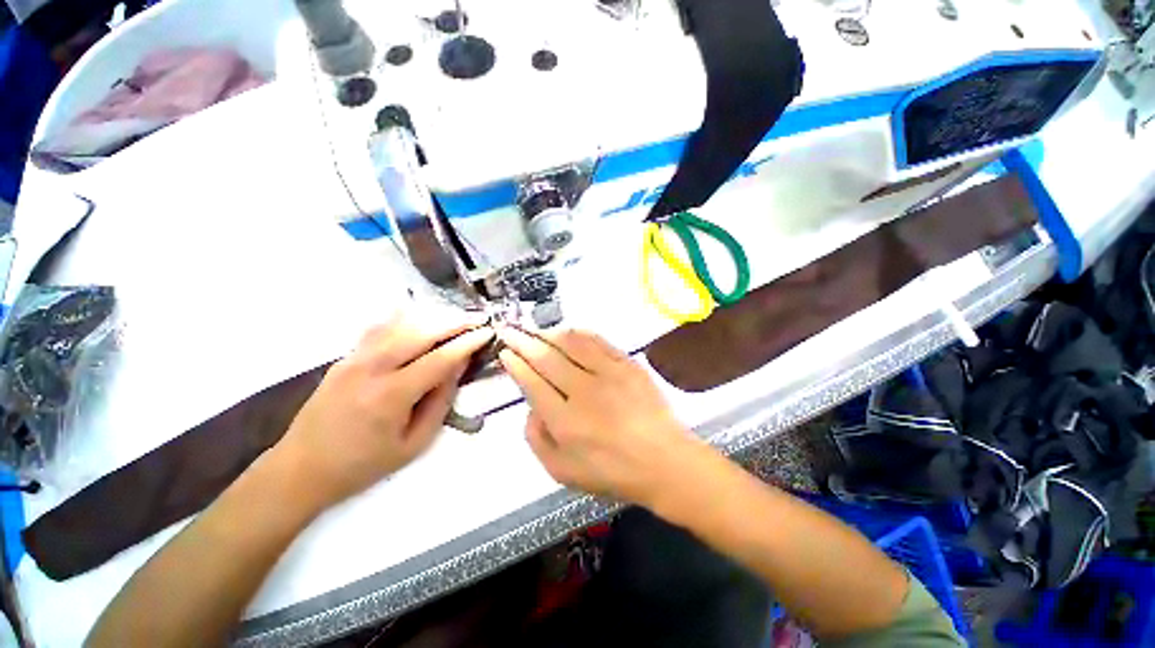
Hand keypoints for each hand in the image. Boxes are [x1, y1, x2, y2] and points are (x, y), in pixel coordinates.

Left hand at [271, 312, 493, 511]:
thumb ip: (440, 402)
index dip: (467, 342)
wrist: (301, 469)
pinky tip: (419, 318)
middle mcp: (371, 369)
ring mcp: (354, 359)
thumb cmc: (363, 464)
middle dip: (454, 322)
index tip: (487, 332)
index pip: (439, 358)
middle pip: (420, 332)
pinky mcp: (344, 357)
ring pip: (399, 324)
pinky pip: (379, 328)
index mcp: (391, 395)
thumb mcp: (413, 444)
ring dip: (432, 318)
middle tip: (476, 320)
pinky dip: (404, 319)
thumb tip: (457, 367)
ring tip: (455, 319)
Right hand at [497, 327, 703, 506]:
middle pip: (547, 358)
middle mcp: (583, 391)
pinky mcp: (628, 365)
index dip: (516, 364)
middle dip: (523, 342)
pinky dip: (580, 334)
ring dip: (549, 334)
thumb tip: (531, 408)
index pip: (532, 382)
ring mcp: (608, 374)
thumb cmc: (611, 471)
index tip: (505, 352)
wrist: (663, 461)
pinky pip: (599, 342)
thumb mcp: (562, 472)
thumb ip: (537, 439)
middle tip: (509, 330)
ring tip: (536, 329)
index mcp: (564, 420)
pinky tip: (569, 330)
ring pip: (571, 344)